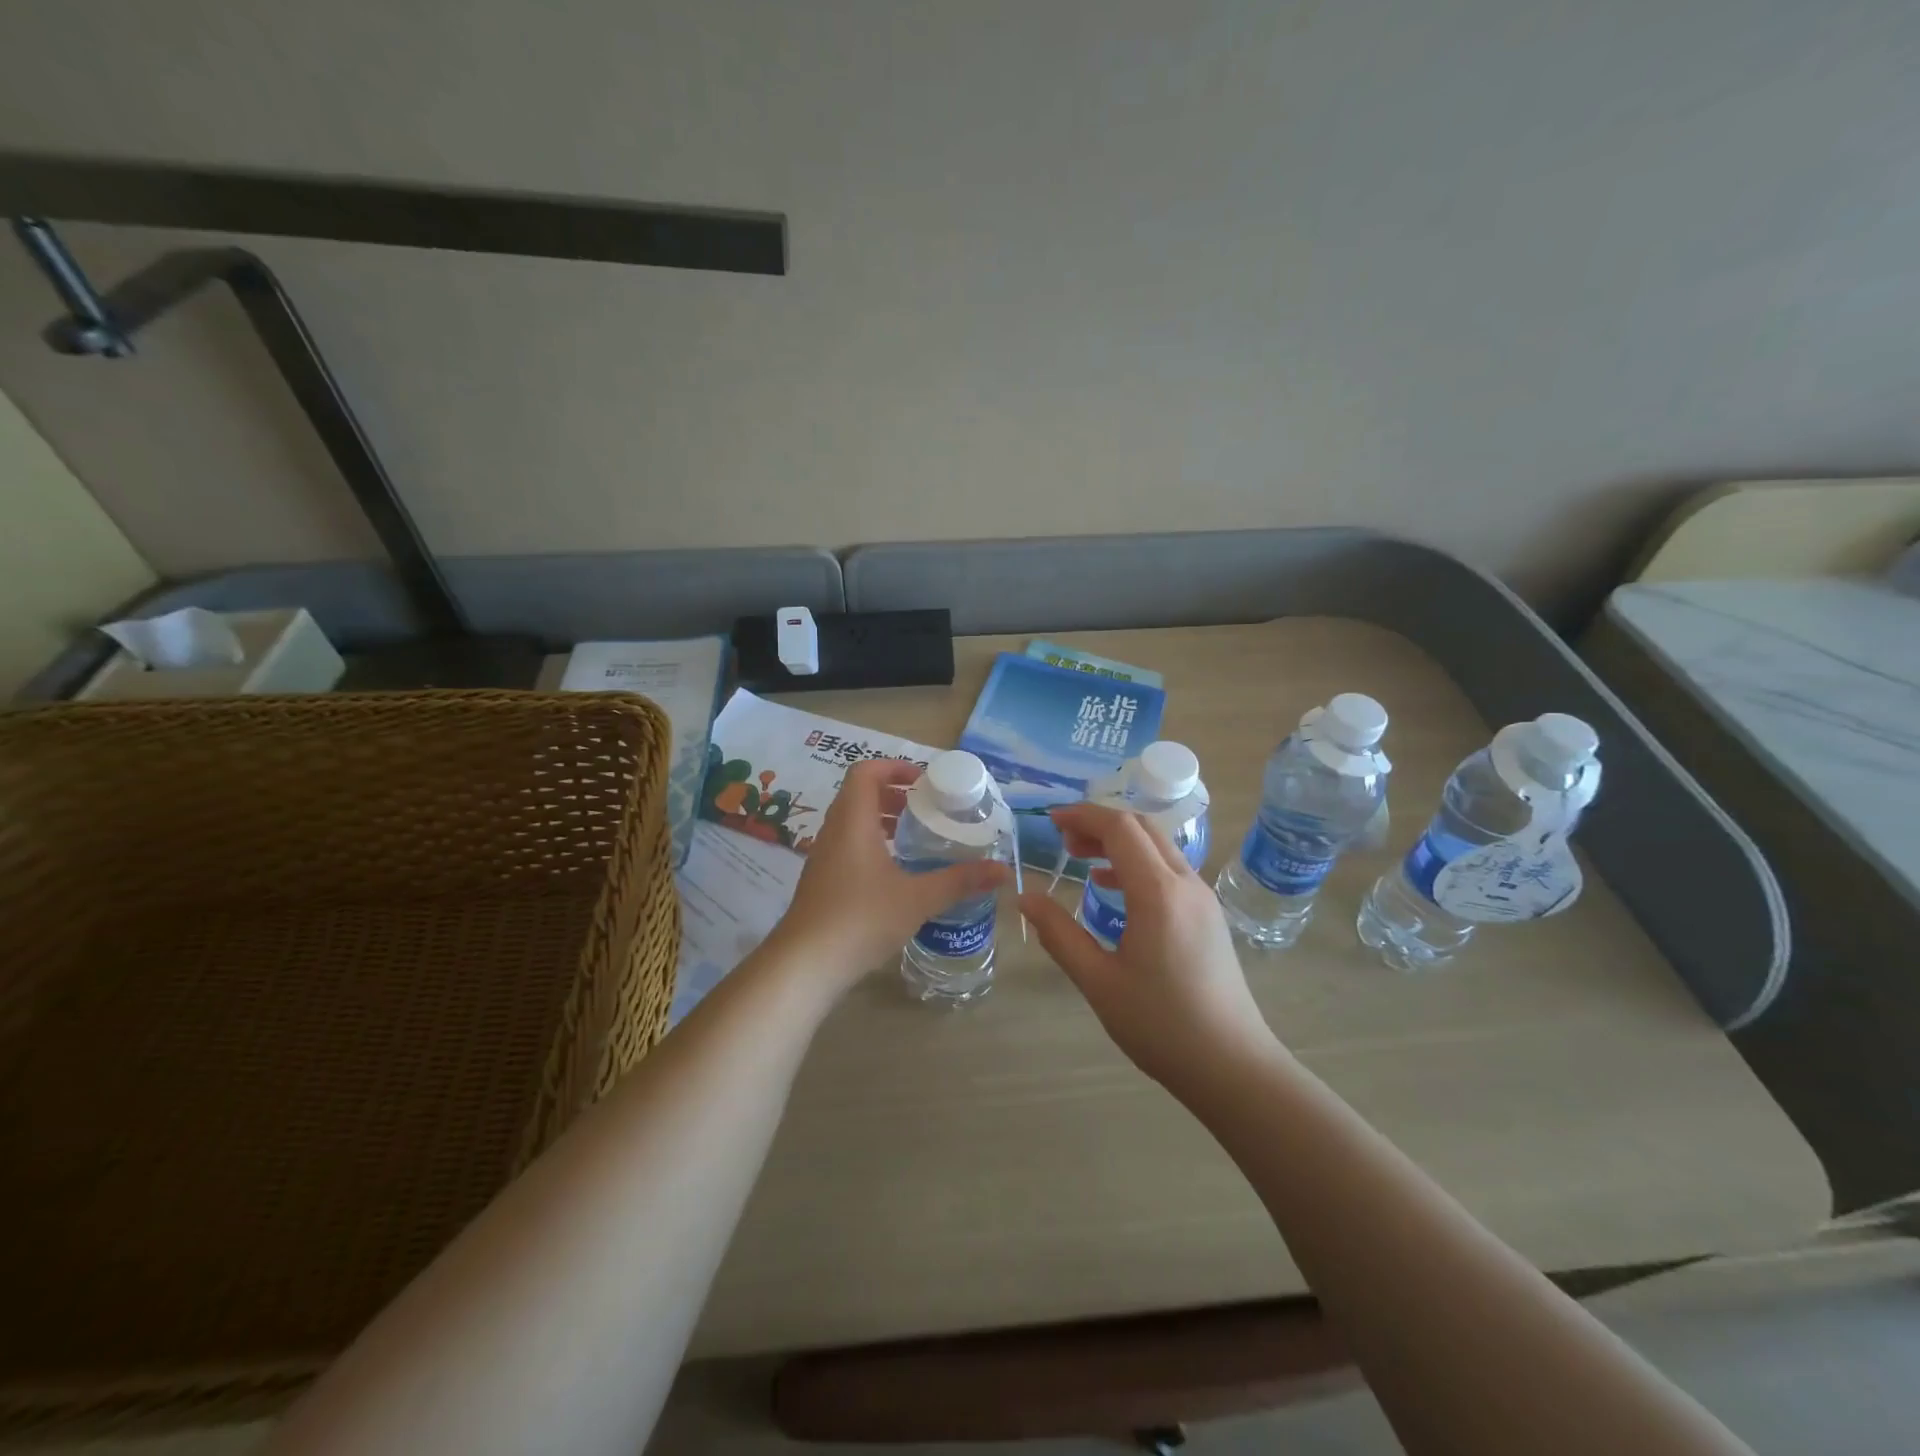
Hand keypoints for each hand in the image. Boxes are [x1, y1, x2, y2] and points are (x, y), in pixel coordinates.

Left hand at [771, 758, 1008, 990]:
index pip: (865, 772)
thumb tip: (1001, 870)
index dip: (894, 767)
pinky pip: (848, 846)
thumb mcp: (918, 899)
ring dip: (883, 820)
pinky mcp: (822, 881)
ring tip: (916, 837)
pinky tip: (896, 873)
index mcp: (853, 821)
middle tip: (928, 808)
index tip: (924, 780)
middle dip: (894, 795)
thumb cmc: (861, 919)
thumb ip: (959, 881)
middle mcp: (834, 831)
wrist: (805, 965)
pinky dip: (872, 844)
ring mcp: (824, 857)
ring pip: (853, 822)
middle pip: (860, 795)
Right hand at [1019, 803, 1279, 1090]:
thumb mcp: (1098, 981)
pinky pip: (1169, 870)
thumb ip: (1060, 934)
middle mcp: (1186, 884)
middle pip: (1142, 828)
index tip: (1050, 821)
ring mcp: (1202, 899)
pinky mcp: (1209, 916)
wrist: (1233, 1066)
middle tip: (1062, 839)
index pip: (1120, 828)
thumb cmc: (1161, 1025)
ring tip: (1080, 858)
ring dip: (1119, 842)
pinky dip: (1137, 863)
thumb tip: (1026, 898)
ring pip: (1158, 847)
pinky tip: (1112, 888)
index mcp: (1158, 893)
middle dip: (1099, 823)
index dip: (1083, 816)